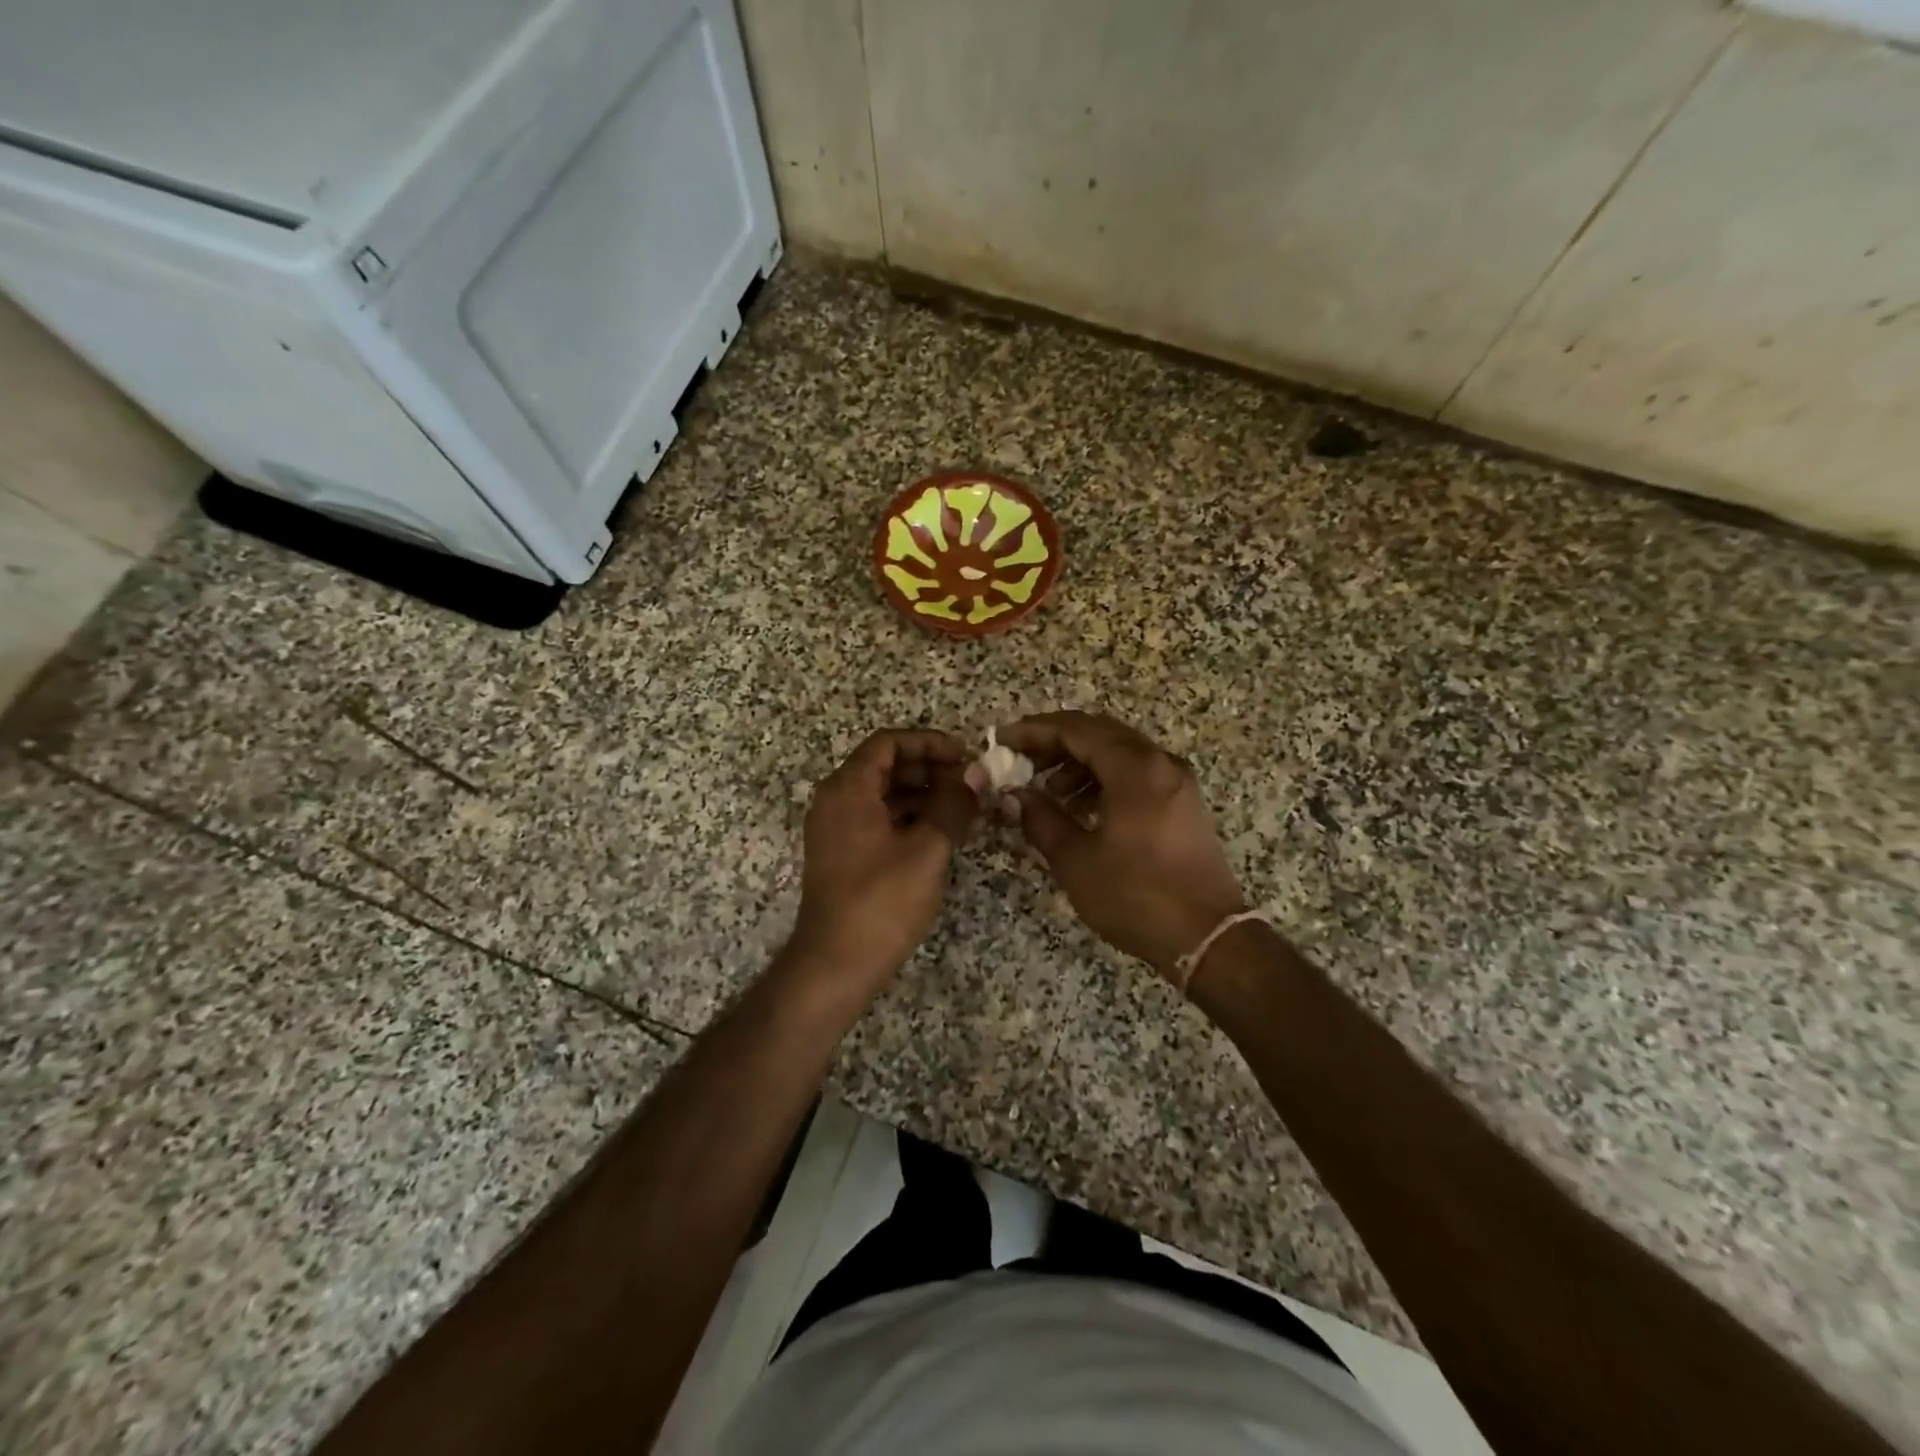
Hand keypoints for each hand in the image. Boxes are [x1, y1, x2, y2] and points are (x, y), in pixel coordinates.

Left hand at [787, 729, 979, 996]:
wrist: (835, 965)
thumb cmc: (881, 902)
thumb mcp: (927, 850)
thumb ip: (952, 805)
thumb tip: (976, 774)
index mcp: (848, 789)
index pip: (888, 743)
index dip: (928, 742)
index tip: (964, 755)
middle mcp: (835, 801)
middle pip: (884, 766)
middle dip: (929, 768)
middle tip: (969, 782)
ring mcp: (835, 830)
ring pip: (882, 794)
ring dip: (922, 794)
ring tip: (963, 807)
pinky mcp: (842, 855)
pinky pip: (877, 820)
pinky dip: (908, 817)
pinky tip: (940, 832)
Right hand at [991, 711, 1246, 981]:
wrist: (1208, 938)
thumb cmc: (1136, 897)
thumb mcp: (1077, 861)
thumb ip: (1041, 819)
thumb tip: (1017, 795)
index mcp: (1134, 769)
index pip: (1075, 730)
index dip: (1034, 730)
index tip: (1002, 740)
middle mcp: (1160, 763)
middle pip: (1099, 733)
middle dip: (1055, 742)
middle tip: (1021, 760)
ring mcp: (1176, 781)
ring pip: (1119, 752)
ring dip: (1079, 761)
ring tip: (1048, 789)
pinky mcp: (1183, 802)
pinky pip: (1137, 772)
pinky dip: (1104, 778)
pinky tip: (1082, 806)